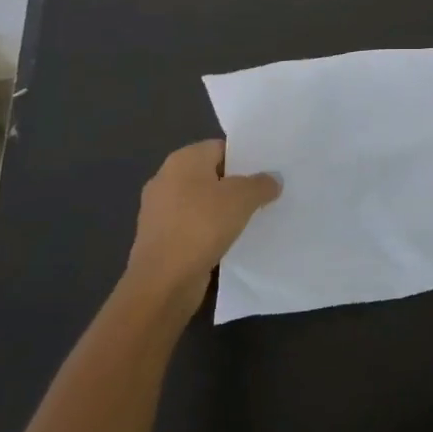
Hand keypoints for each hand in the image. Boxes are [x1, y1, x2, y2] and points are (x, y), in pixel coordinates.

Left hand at [124, 140, 280, 313]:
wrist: (162, 283)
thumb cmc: (201, 226)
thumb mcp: (242, 198)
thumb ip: (261, 184)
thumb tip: (273, 179)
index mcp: (182, 160)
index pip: (220, 148)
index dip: (245, 158)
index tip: (266, 172)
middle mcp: (166, 179)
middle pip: (210, 174)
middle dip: (235, 185)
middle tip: (264, 194)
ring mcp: (159, 211)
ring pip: (201, 202)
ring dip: (222, 210)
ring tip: (251, 219)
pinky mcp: (160, 239)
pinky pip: (192, 226)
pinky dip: (209, 231)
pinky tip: (229, 241)